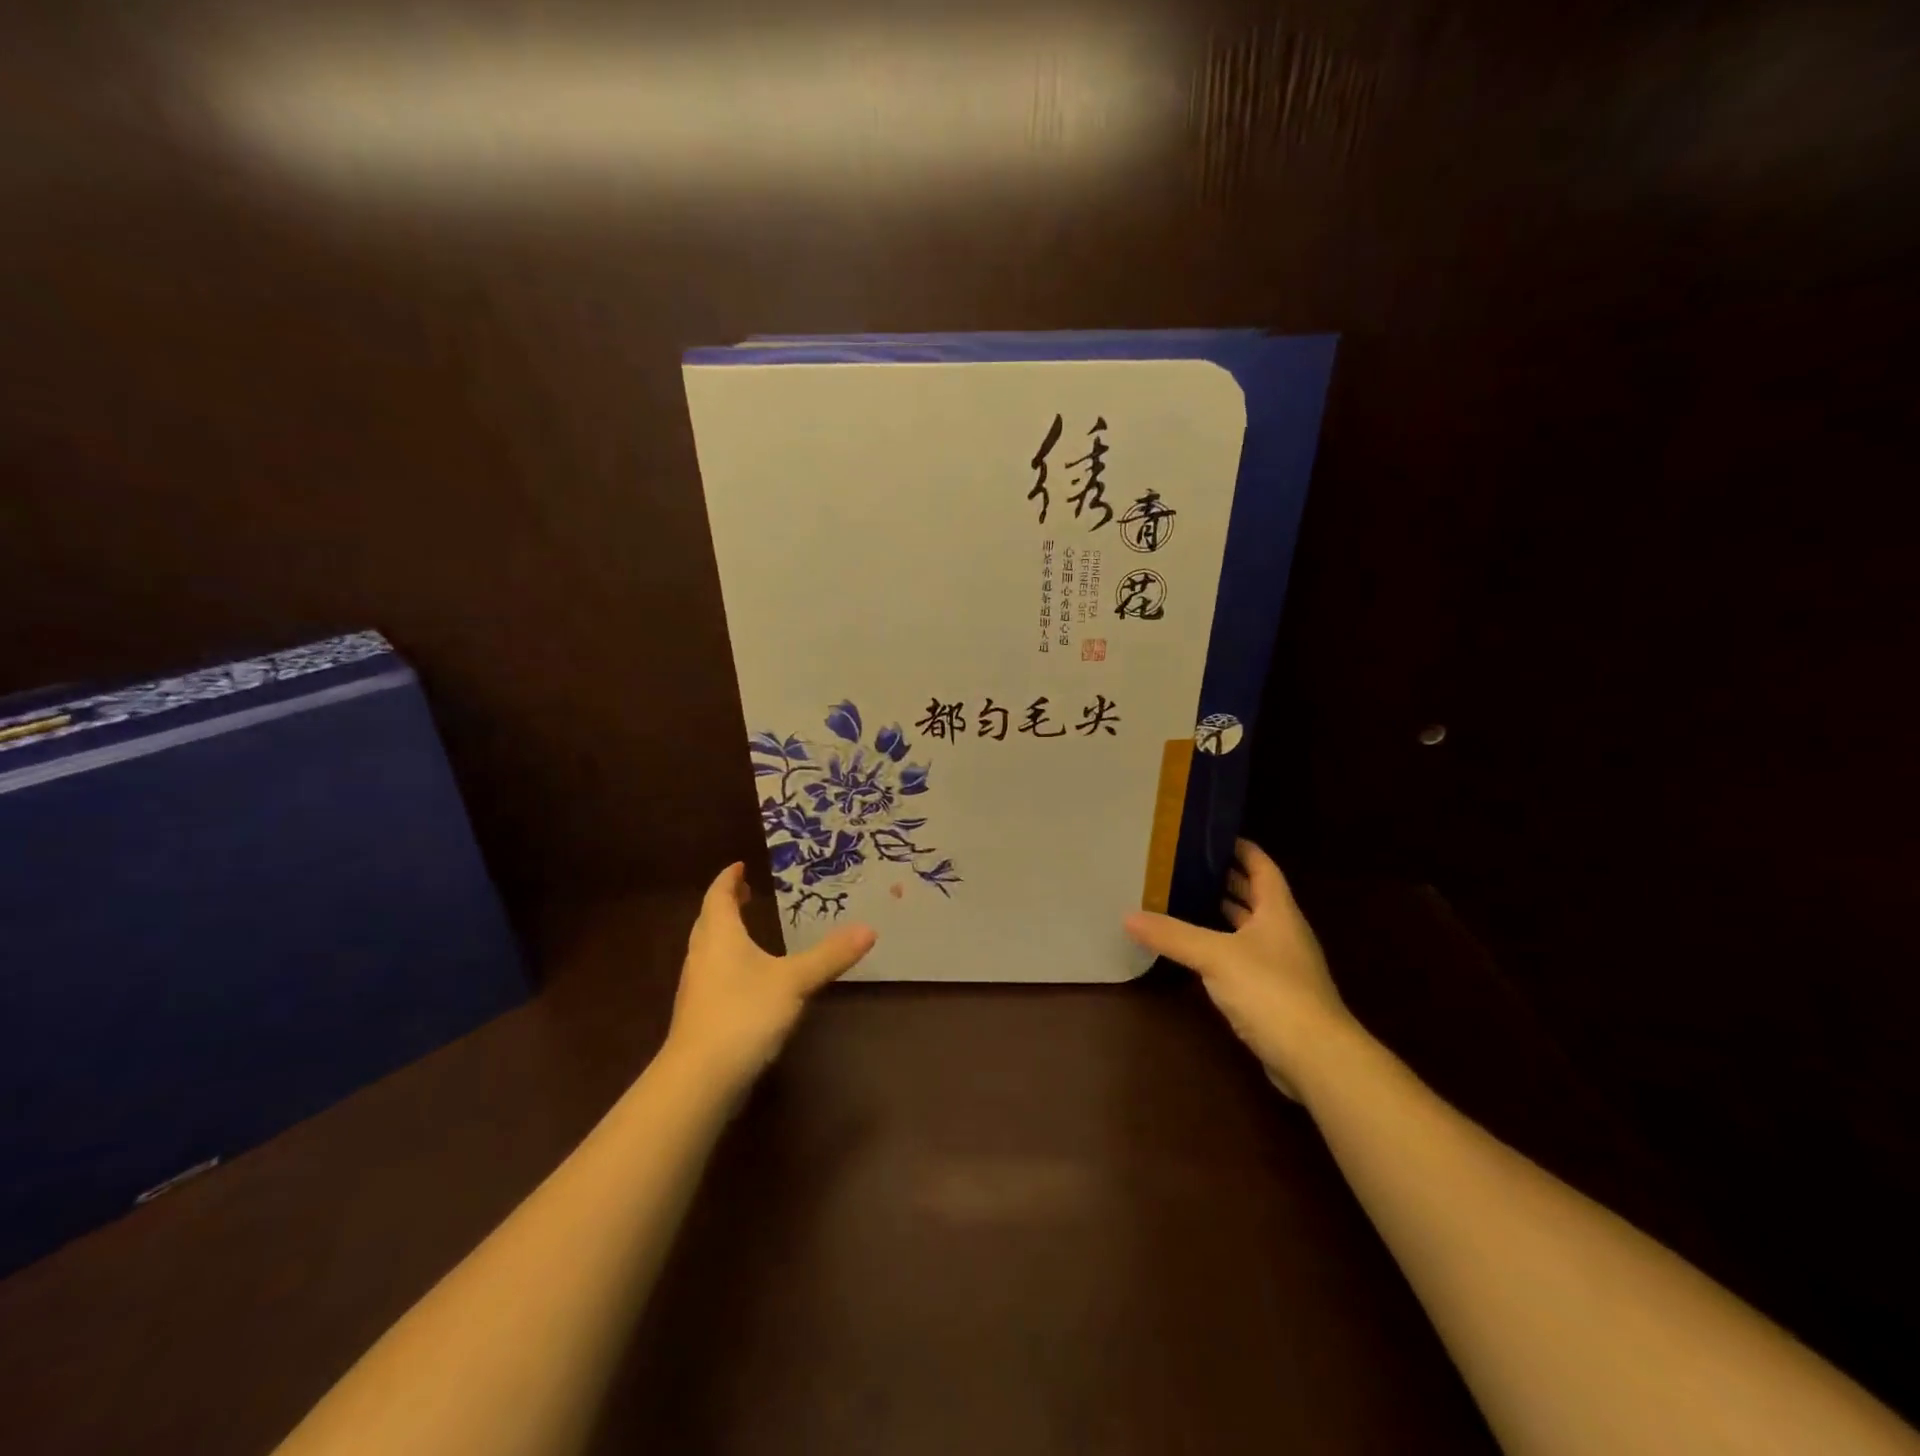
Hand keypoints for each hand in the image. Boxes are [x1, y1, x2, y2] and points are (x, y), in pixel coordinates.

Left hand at [665, 863, 876, 1092]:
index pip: (719, 896)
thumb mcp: (795, 981)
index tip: (739, 866)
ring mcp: (696, 988)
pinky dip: (726, 963)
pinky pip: (712, 975)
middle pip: (709, 921)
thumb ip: (830, 955)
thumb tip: (869, 929)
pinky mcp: (699, 1016)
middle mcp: (702, 955)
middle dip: (726, 904)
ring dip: (724, 935)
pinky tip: (746, 980)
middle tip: (746, 894)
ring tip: (747, 931)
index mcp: (720, 936)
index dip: (729, 879)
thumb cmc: (744, 1014)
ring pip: (707, 949)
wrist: (700, 1078)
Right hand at [1124, 839, 1353, 1100]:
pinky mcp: (1275, 994)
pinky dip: (1222, 947)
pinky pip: (1244, 958)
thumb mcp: (1215, 956)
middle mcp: (1283, 932)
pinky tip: (1198, 951)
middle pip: (1255, 896)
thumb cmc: (1271, 991)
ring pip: (1250, 928)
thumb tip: (1128, 916)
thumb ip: (1173, 935)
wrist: (1316, 1057)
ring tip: (1185, 900)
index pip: (1262, 866)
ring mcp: (1282, 965)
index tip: (1211, 836)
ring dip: (1224, 914)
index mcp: (1278, 911)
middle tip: (1186, 866)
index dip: (1241, 848)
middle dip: (1226, 879)